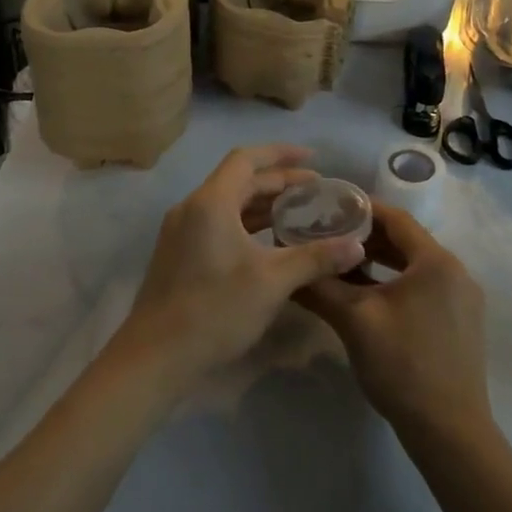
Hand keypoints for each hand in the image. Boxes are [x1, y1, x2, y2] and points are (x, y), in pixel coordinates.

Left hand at [116, 146, 365, 389]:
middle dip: (278, 183)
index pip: (247, 159)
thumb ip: (315, 258)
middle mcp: (192, 208)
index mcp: (211, 202)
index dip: (281, 154)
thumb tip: (356, 246)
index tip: (313, 158)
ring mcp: (181, 232)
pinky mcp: (178, 254)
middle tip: (315, 192)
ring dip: (262, 205)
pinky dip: (245, 224)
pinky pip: (217, 223)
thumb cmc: (215, 310)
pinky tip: (269, 243)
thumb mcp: (272, 282)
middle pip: (238, 181)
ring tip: (298, 214)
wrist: (155, 357)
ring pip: (227, 204)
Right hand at [296, 204, 490, 443]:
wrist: (450, 433)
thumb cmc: (403, 367)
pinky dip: (395, 283)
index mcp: (436, 262)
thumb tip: (287, 266)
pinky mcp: (461, 323)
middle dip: (366, 238)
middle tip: (327, 237)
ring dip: (379, 262)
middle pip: (405, 241)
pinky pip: (424, 287)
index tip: (327, 208)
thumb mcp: (354, 321)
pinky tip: (367, 297)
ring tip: (340, 265)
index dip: (360, 209)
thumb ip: (320, 287)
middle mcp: (456, 272)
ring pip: (414, 266)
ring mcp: (462, 299)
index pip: (395, 218)